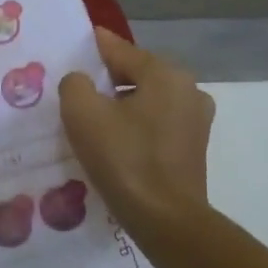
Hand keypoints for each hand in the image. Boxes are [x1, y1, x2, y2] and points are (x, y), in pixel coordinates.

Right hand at [58, 29, 215, 231]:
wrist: (165, 220)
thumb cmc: (123, 159)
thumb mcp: (82, 113)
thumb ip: (75, 84)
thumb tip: (82, 82)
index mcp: (165, 74)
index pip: (119, 50)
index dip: (92, 48)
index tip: (72, 46)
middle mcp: (188, 89)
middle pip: (135, 73)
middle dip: (106, 79)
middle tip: (75, 90)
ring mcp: (195, 120)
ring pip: (146, 99)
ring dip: (120, 104)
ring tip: (91, 118)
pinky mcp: (193, 147)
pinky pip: (156, 122)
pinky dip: (135, 124)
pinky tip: (114, 141)